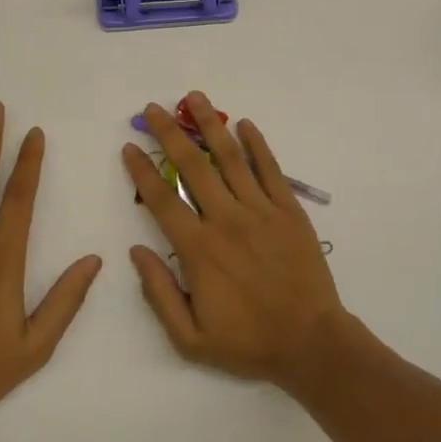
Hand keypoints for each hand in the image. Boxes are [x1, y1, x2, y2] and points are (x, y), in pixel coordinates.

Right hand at [124, 92, 348, 387]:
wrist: (311, 343)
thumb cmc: (248, 342)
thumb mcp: (190, 338)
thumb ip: (158, 294)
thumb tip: (134, 252)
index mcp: (199, 249)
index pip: (162, 199)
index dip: (142, 170)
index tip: (129, 145)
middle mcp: (226, 219)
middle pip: (192, 166)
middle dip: (170, 133)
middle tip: (155, 107)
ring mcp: (261, 210)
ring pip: (230, 158)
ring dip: (210, 125)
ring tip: (195, 97)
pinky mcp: (289, 209)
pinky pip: (270, 169)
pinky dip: (257, 144)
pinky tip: (244, 124)